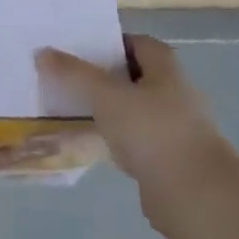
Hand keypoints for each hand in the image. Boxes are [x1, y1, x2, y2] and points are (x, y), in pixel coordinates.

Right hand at [35, 34, 225, 208]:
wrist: (196, 196)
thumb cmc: (153, 132)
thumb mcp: (107, 96)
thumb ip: (74, 74)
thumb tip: (42, 52)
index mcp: (166, 68)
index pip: (136, 42)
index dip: (109, 42)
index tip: (77, 49)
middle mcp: (175, 92)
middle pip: (134, 75)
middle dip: (103, 76)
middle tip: (67, 77)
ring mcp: (174, 128)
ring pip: (133, 109)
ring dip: (108, 108)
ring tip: (72, 108)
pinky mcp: (169, 159)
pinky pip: (135, 139)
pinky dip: (115, 138)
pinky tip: (92, 142)